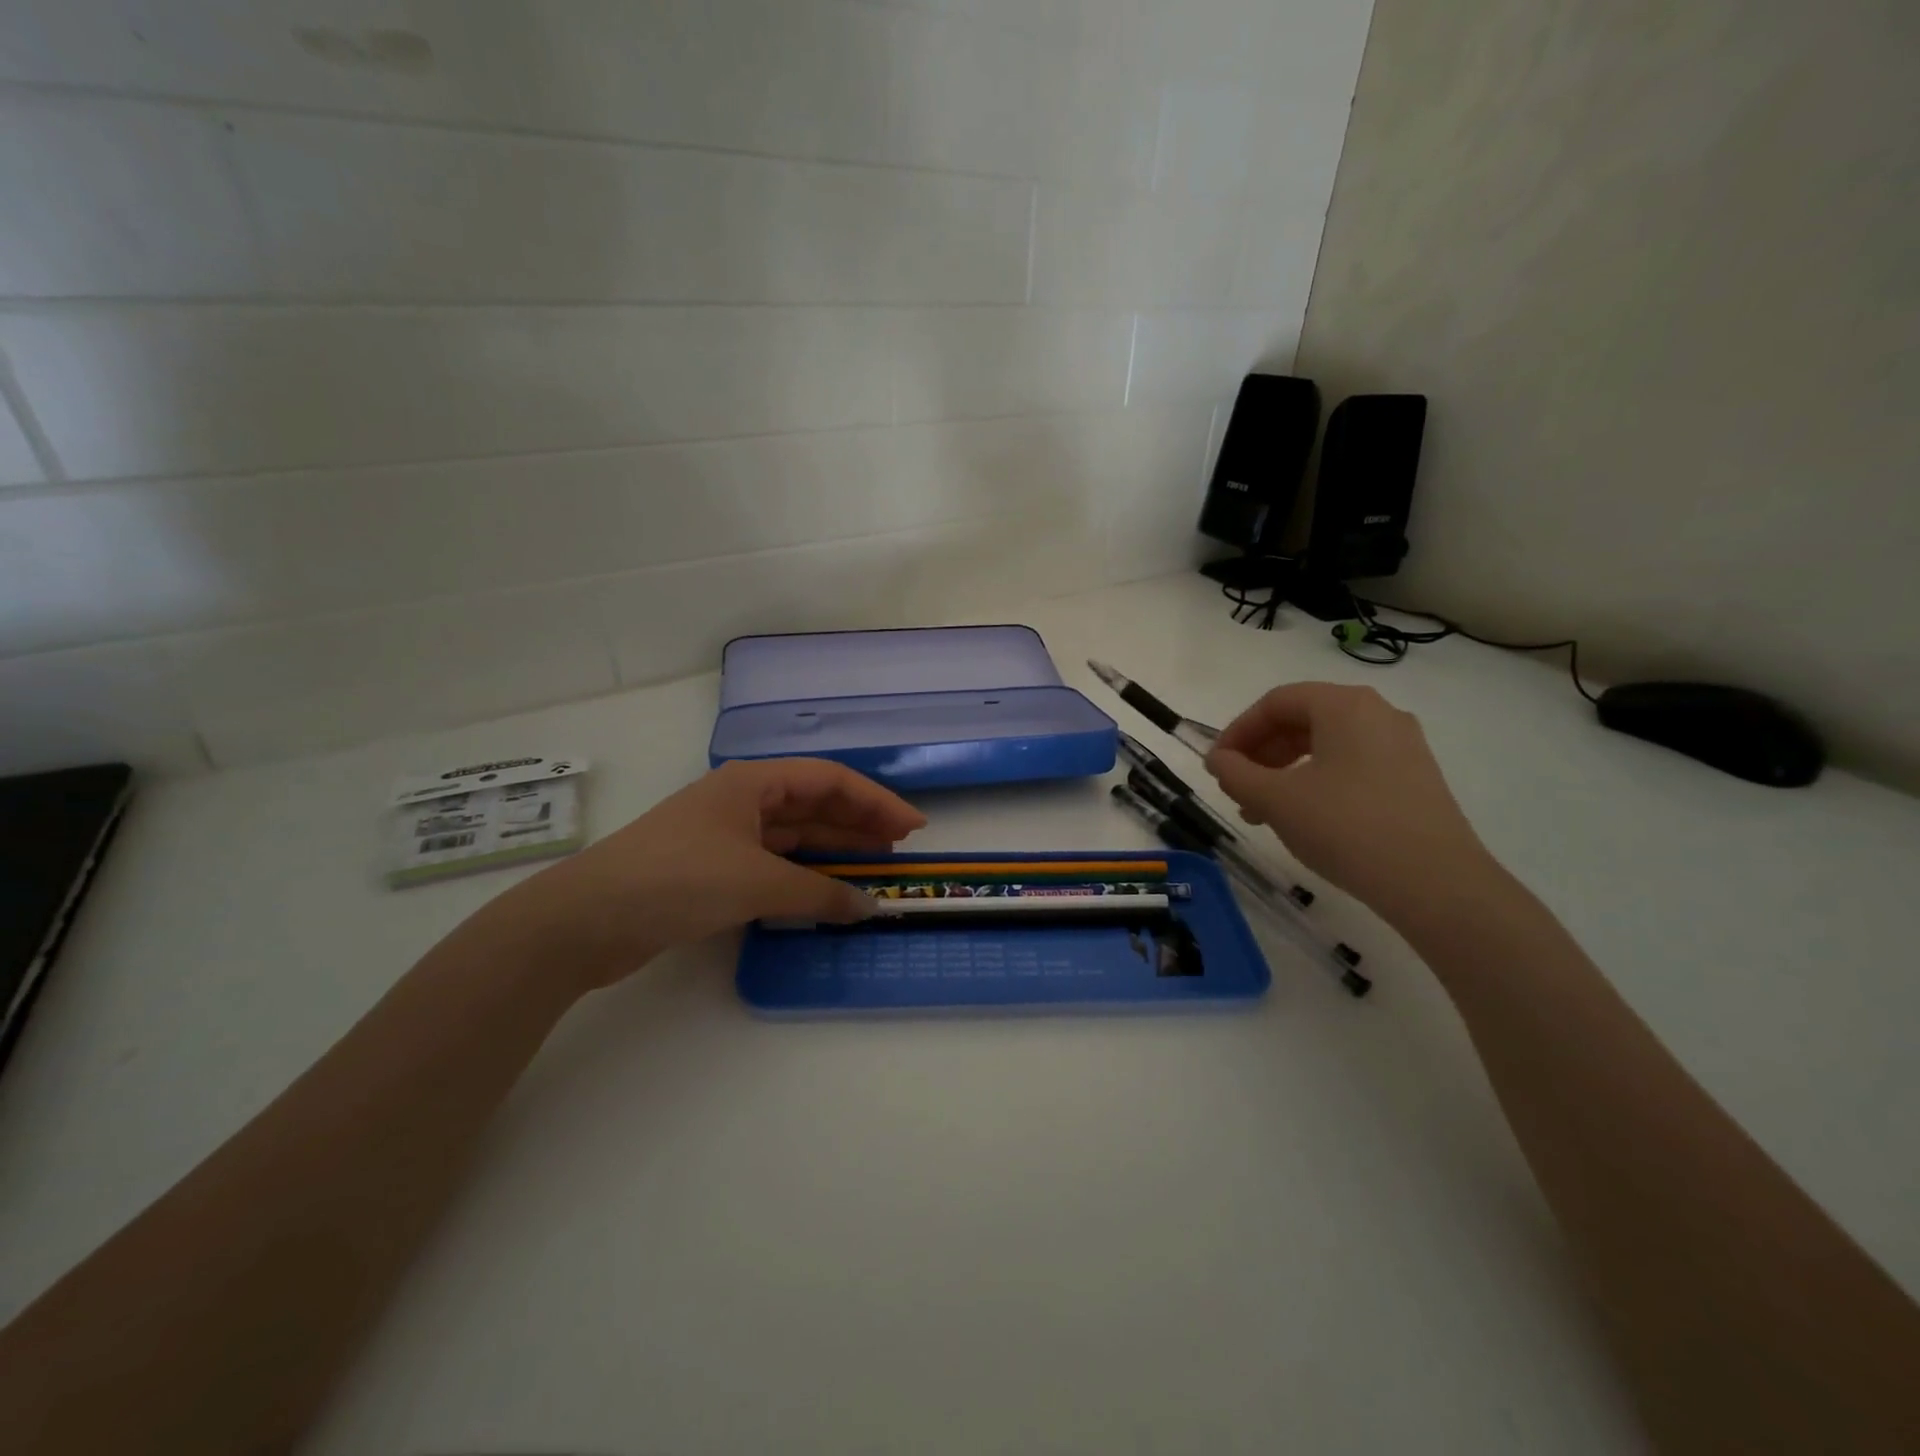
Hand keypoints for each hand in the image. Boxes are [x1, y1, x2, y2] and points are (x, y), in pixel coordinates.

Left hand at [473, 758, 925, 989]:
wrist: (587, 919)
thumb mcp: (756, 883)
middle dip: (859, 823)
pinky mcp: (715, 869)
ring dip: (835, 850)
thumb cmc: (677, 879)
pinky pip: (776, 864)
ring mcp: (727, 835)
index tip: (913, 827)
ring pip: (795, 835)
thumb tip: (870, 907)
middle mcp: (743, 801)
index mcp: (752, 782)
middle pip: (814, 804)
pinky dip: (806, 875)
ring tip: (875, 868)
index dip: (876, 800)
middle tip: (901, 849)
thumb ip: (819, 894)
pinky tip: (828, 890)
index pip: (829, 780)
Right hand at [1206, 682, 1498, 923]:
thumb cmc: (1346, 827)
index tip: (1216, 765)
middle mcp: (1378, 713)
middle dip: (1260, 753)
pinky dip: (1316, 782)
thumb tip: (1216, 759)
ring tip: (1261, 811)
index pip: (1276, 702)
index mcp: (1344, 705)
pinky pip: (1351, 766)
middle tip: (1235, 788)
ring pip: (1325, 746)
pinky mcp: (1414, 778)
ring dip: (1283, 772)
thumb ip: (1235, 773)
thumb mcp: (1275, 799)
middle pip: (1302, 720)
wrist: (1436, 884)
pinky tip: (1302, 819)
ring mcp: (1402, 746)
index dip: (1237, 731)